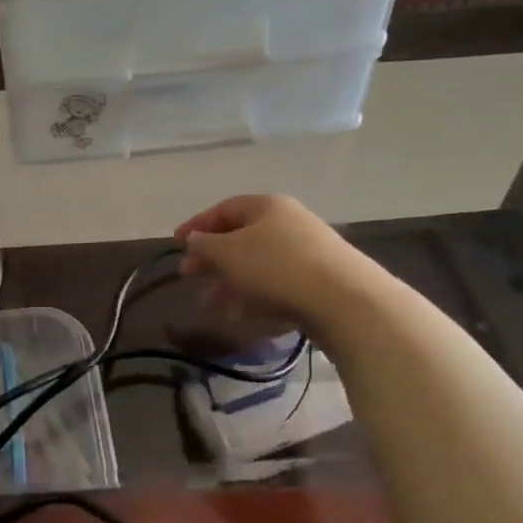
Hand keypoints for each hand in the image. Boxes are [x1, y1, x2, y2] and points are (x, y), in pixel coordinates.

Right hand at [174, 194, 363, 330]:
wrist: (345, 301)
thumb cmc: (276, 267)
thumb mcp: (228, 253)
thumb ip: (205, 245)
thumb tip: (195, 239)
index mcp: (267, 206)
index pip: (224, 209)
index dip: (197, 225)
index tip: (176, 244)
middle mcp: (288, 223)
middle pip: (241, 238)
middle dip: (213, 259)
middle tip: (190, 276)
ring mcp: (307, 252)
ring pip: (257, 264)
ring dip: (230, 282)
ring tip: (212, 304)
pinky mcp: (319, 281)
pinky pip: (277, 284)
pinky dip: (254, 296)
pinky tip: (241, 315)